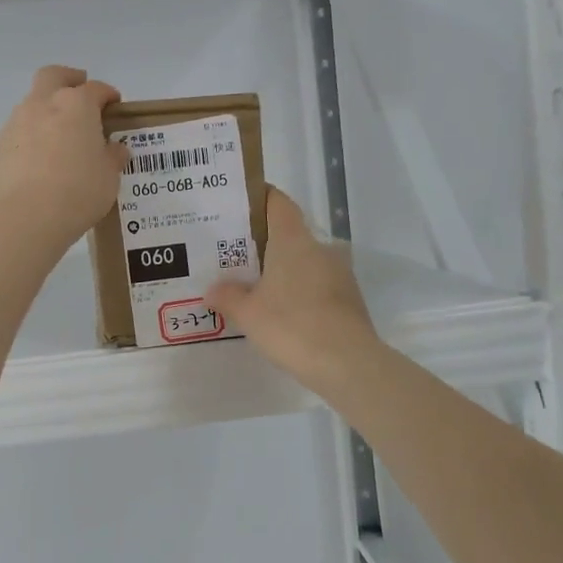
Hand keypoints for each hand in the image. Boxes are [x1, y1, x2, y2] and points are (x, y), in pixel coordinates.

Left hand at [0, 66, 129, 252]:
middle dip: (68, 79)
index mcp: (76, 105)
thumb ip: (112, 158)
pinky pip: (18, 133)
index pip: (96, 89)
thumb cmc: (77, 192)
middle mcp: (42, 105)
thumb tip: (115, 149)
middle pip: (53, 76)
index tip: (115, 106)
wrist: (24, 218)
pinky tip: (38, 163)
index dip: (108, 95)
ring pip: (32, 104)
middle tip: (80, 93)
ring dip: (46, 112)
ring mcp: (15, 124)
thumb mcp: (108, 178)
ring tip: (59, 139)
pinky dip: (30, 139)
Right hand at [209, 186, 378, 390]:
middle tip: (234, 255)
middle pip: (289, 234)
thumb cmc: (291, 326)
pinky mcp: (349, 300)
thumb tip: (212, 289)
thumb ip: (227, 296)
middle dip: (263, 242)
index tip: (239, 205)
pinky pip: (317, 285)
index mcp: (293, 241)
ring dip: (282, 270)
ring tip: (254, 287)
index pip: (278, 203)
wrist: (347, 364)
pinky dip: (298, 292)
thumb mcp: (248, 313)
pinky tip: (281, 313)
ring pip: (304, 262)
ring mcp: (339, 274)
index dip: (259, 198)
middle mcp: (320, 249)